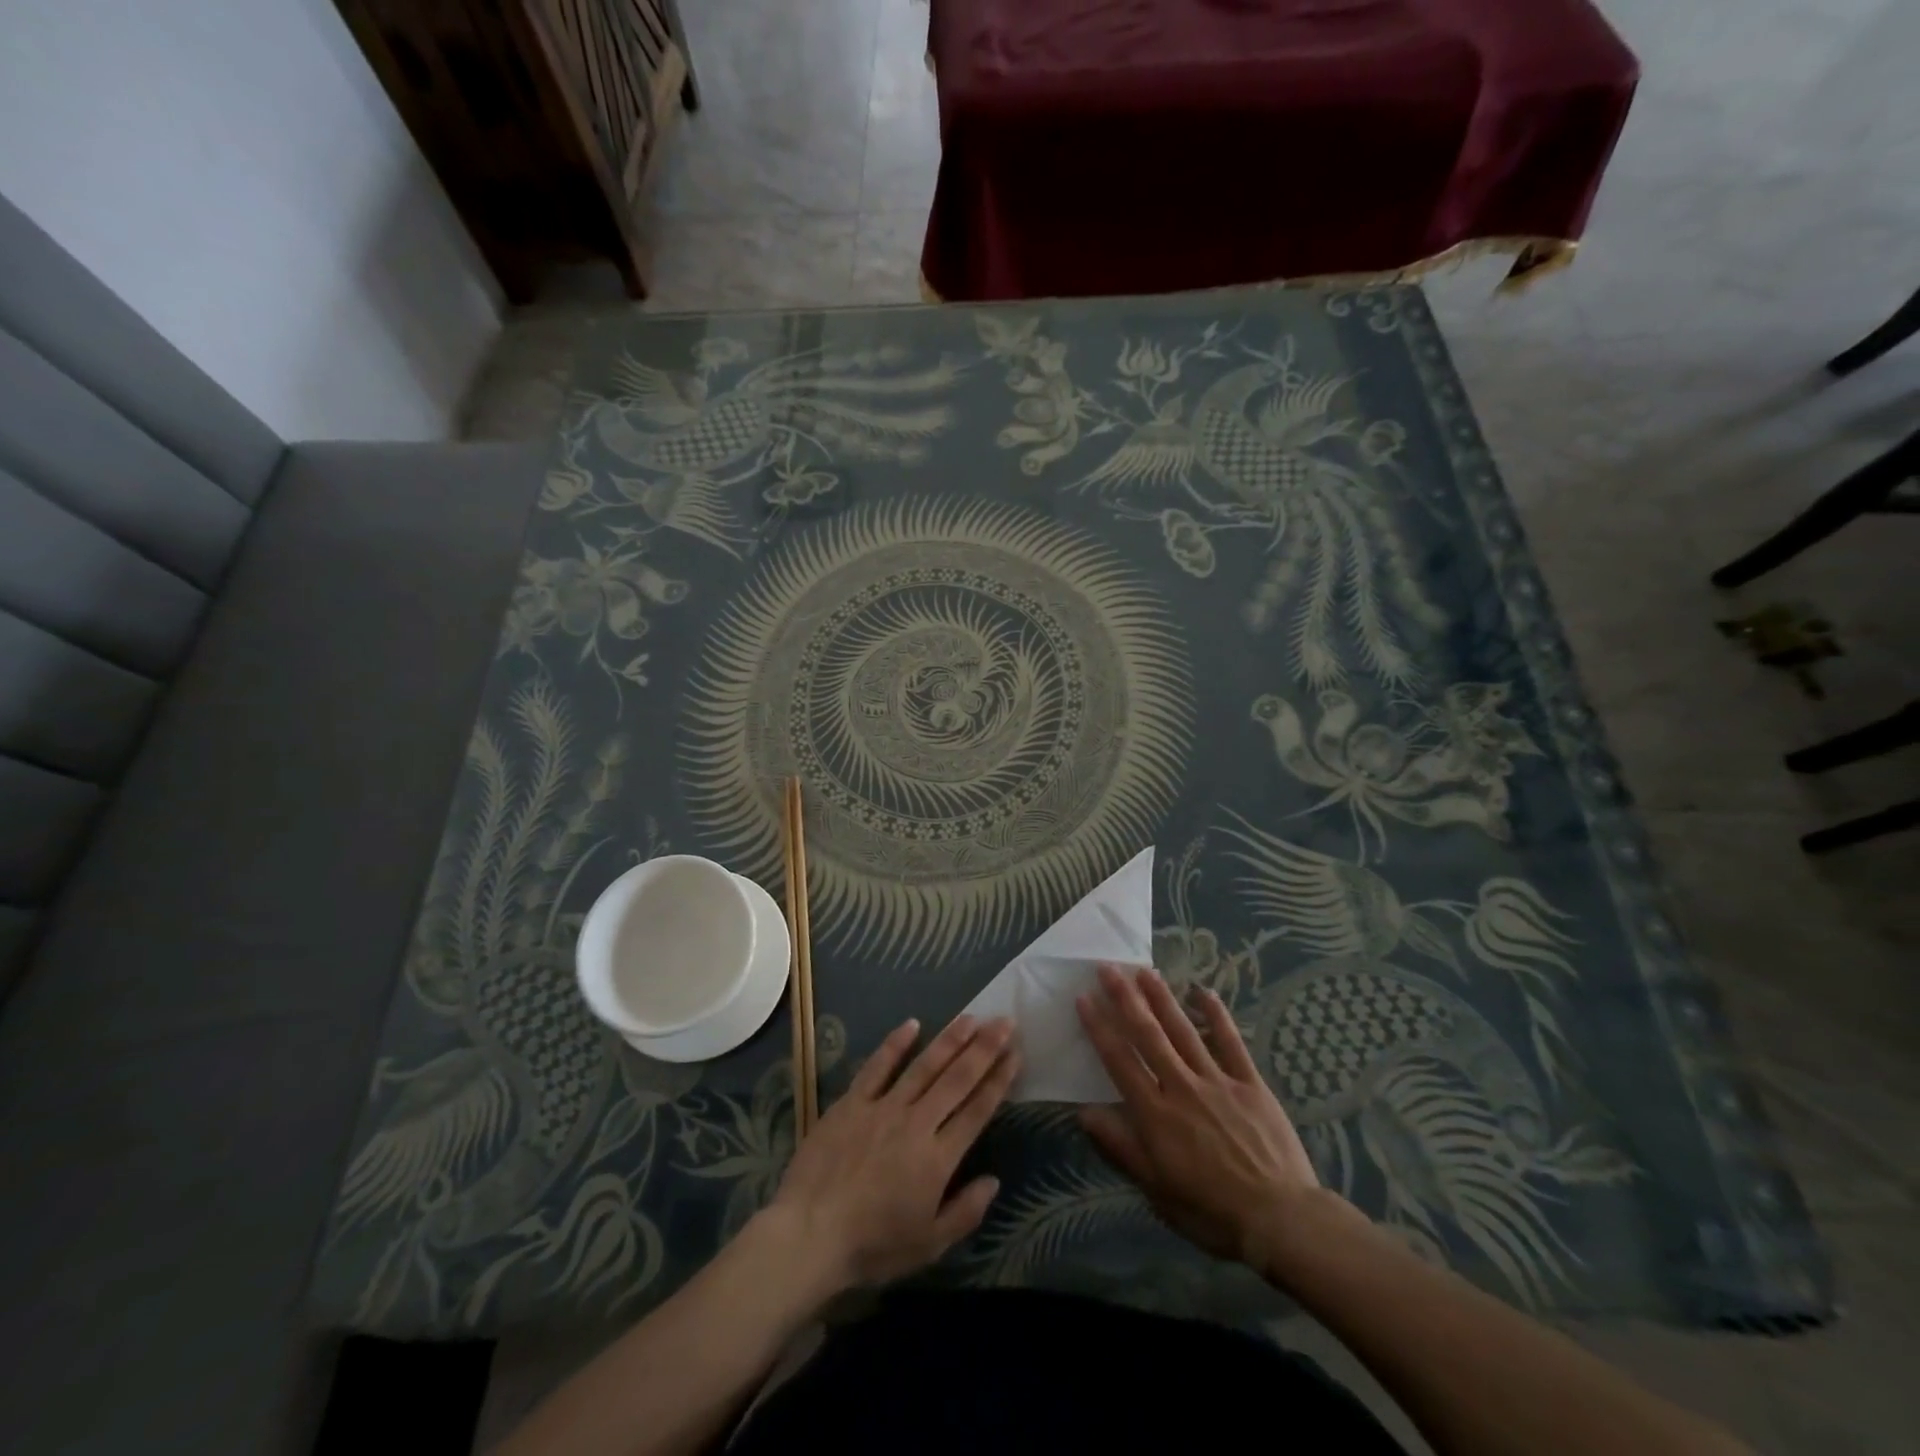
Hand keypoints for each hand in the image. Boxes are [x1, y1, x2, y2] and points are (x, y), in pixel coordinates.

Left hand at [770, 1014, 1017, 1290]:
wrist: (809, 1234)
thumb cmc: (873, 1246)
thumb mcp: (928, 1245)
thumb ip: (965, 1212)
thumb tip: (994, 1181)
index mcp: (938, 1158)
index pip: (977, 1110)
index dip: (999, 1080)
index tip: (1016, 1053)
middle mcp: (917, 1123)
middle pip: (957, 1079)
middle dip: (984, 1049)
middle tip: (1005, 1021)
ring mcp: (883, 1108)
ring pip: (924, 1066)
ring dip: (950, 1040)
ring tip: (971, 1017)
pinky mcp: (852, 1102)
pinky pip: (877, 1067)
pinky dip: (895, 1044)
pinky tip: (913, 1024)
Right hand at [1077, 964, 1326, 1269]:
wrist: (1281, 1220)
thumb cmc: (1211, 1211)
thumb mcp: (1157, 1189)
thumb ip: (1121, 1147)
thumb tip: (1084, 1113)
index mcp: (1156, 1113)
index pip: (1120, 1061)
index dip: (1100, 1027)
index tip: (1084, 998)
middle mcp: (1181, 1086)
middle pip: (1148, 1034)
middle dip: (1125, 998)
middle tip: (1108, 968)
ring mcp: (1217, 1080)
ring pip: (1183, 1030)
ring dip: (1162, 998)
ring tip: (1144, 970)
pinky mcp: (1250, 1083)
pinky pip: (1231, 1042)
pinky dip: (1218, 1015)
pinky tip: (1204, 991)